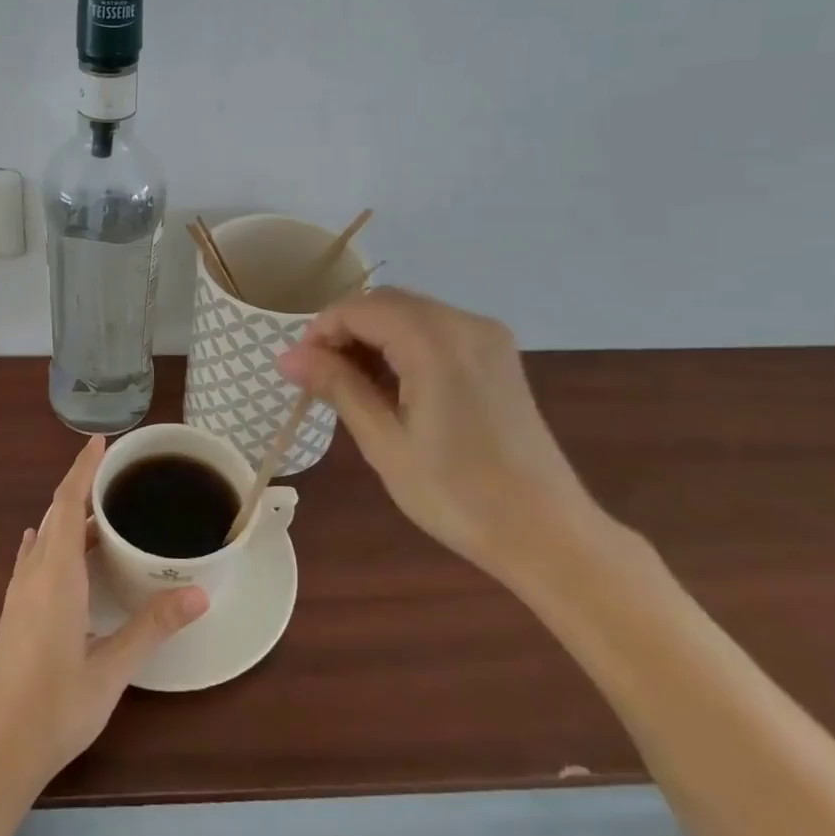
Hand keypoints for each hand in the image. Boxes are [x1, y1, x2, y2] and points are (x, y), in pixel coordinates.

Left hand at [0, 437, 207, 799]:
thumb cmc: (56, 708)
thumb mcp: (112, 669)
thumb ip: (153, 627)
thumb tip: (198, 593)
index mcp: (55, 576)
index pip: (67, 503)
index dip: (83, 468)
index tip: (99, 440)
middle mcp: (33, 575)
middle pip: (55, 514)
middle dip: (80, 485)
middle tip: (113, 471)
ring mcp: (18, 594)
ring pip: (44, 537)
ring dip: (67, 515)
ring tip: (98, 507)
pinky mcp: (13, 613)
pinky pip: (33, 559)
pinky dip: (49, 540)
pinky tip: (51, 544)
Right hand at [278, 288, 602, 582]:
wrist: (547, 533)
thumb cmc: (458, 495)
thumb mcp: (385, 443)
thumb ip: (337, 386)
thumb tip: (287, 356)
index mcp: (435, 342)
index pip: (360, 308)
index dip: (321, 331)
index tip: (300, 370)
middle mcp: (465, 324)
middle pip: (386, 302)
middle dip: (346, 331)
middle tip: (321, 379)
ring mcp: (487, 337)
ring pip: (410, 314)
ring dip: (374, 337)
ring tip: (353, 387)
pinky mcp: (498, 355)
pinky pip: (436, 330)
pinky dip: (404, 345)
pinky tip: (394, 386)